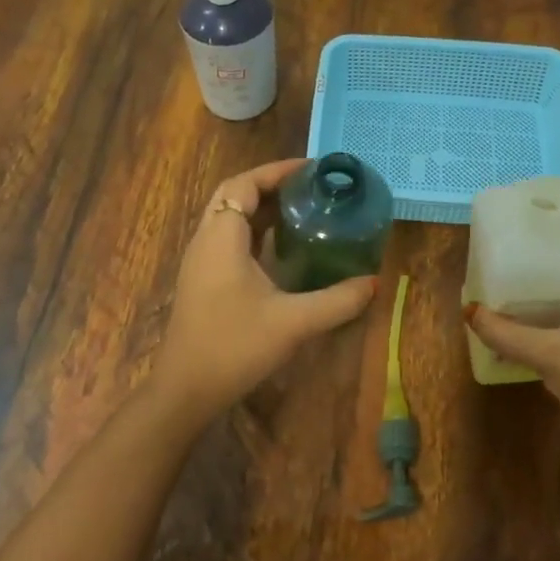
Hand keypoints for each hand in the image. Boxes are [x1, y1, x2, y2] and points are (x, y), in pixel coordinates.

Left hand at [154, 159, 377, 422]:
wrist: (185, 391)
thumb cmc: (234, 347)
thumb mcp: (293, 322)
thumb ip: (337, 301)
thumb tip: (374, 283)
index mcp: (222, 237)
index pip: (244, 184)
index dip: (276, 171)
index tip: (312, 169)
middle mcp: (206, 240)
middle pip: (234, 195)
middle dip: (270, 184)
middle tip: (310, 187)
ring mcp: (200, 261)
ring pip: (229, 217)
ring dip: (261, 207)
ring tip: (302, 209)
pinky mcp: (202, 280)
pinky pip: (228, 238)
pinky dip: (254, 230)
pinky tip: (281, 247)